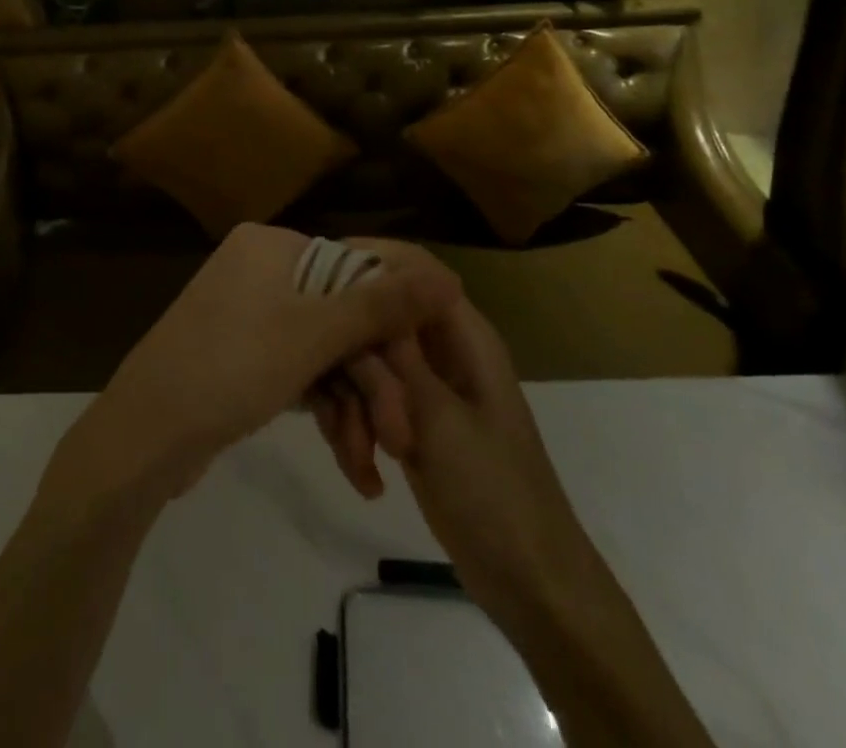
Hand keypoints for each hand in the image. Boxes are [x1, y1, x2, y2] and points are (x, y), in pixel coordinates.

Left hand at [49, 224, 461, 508]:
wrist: (143, 438)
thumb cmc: (231, 368)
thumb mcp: (314, 336)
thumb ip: (383, 305)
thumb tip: (448, 275)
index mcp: (271, 246)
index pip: (355, 269)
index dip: (392, 324)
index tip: (422, 375)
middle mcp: (259, 269)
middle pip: (340, 317)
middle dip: (372, 381)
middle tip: (400, 438)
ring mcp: (248, 313)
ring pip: (323, 352)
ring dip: (353, 405)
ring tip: (371, 463)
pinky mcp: (242, 355)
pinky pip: (297, 370)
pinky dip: (323, 408)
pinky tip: (348, 456)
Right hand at [308, 241, 580, 631]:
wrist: (528, 583)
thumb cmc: (493, 492)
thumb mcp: (438, 417)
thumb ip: (394, 352)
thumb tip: (362, 283)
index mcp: (462, 333)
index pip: (410, 268)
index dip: (366, 262)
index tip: (318, 281)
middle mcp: (440, 349)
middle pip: (375, 319)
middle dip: (351, 364)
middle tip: (345, 411)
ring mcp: (422, 386)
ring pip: (363, 364)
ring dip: (349, 407)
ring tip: (359, 456)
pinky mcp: (408, 421)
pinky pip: (365, 402)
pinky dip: (355, 432)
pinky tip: (364, 475)